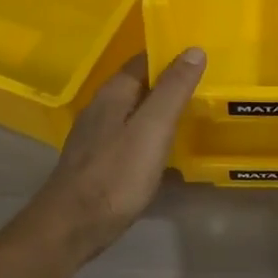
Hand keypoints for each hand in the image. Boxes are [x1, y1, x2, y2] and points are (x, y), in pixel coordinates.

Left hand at [16, 49, 204, 261]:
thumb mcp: (153, 128)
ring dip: (160, 110)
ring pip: (134, 112)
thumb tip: (194, 50)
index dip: (170, 55)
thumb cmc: (116, 174)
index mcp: (113, 94)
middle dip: (168, 82)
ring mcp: (97, 137)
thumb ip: (173, 89)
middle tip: (205, 85)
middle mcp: (102, 109)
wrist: (72, 227)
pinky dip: (151, 135)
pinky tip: (166, 149)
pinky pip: (131, 137)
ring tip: (193, 113)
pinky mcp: (99, 163)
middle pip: (139, 86)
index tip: (201, 57)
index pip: (143, 60)